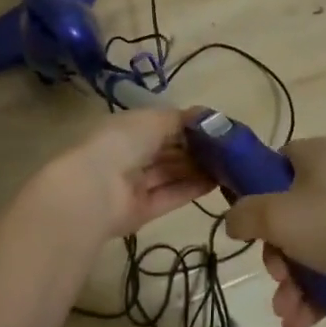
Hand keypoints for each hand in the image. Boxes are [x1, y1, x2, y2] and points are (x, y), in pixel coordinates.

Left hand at [20, 109, 214, 243]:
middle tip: (228, 148)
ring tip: (229, 165)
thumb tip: (206, 116)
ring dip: (197, 168)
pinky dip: (192, 188)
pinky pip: (171, 196)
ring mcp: (136, 184)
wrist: (96, 189)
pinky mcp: (143, 210)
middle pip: (168, 151)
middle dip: (195, 149)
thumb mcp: (154, 119)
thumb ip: (181, 119)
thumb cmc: (123, 142)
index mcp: (128, 128)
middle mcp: (131, 154)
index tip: (215, 127)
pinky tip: (216, 182)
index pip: (161, 125)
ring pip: (171, 173)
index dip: (187, 126)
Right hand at [222, 137, 325, 326]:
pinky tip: (300, 323)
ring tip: (287, 312)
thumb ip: (246, 214)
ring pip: (309, 247)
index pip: (273, 165)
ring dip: (292, 282)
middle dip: (275, 255)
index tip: (247, 228)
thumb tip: (232, 221)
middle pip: (288, 214)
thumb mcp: (281, 215)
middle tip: (276, 277)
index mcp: (316, 155)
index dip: (254, 195)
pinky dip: (316, 294)